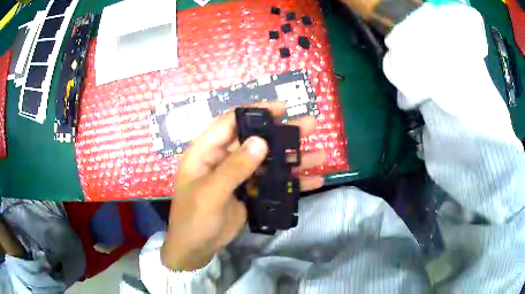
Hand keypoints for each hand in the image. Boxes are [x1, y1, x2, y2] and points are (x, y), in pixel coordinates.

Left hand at [160, 102, 325, 270]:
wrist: (195, 248)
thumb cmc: (194, 218)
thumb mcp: (210, 193)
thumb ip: (234, 168)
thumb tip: (261, 141)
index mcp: (207, 152)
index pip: (231, 122)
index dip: (256, 112)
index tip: (283, 107)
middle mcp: (225, 159)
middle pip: (257, 140)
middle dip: (284, 133)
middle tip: (310, 125)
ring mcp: (240, 176)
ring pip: (270, 161)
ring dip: (294, 158)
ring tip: (321, 155)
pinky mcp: (251, 192)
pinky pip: (273, 183)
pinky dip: (293, 182)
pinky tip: (315, 181)